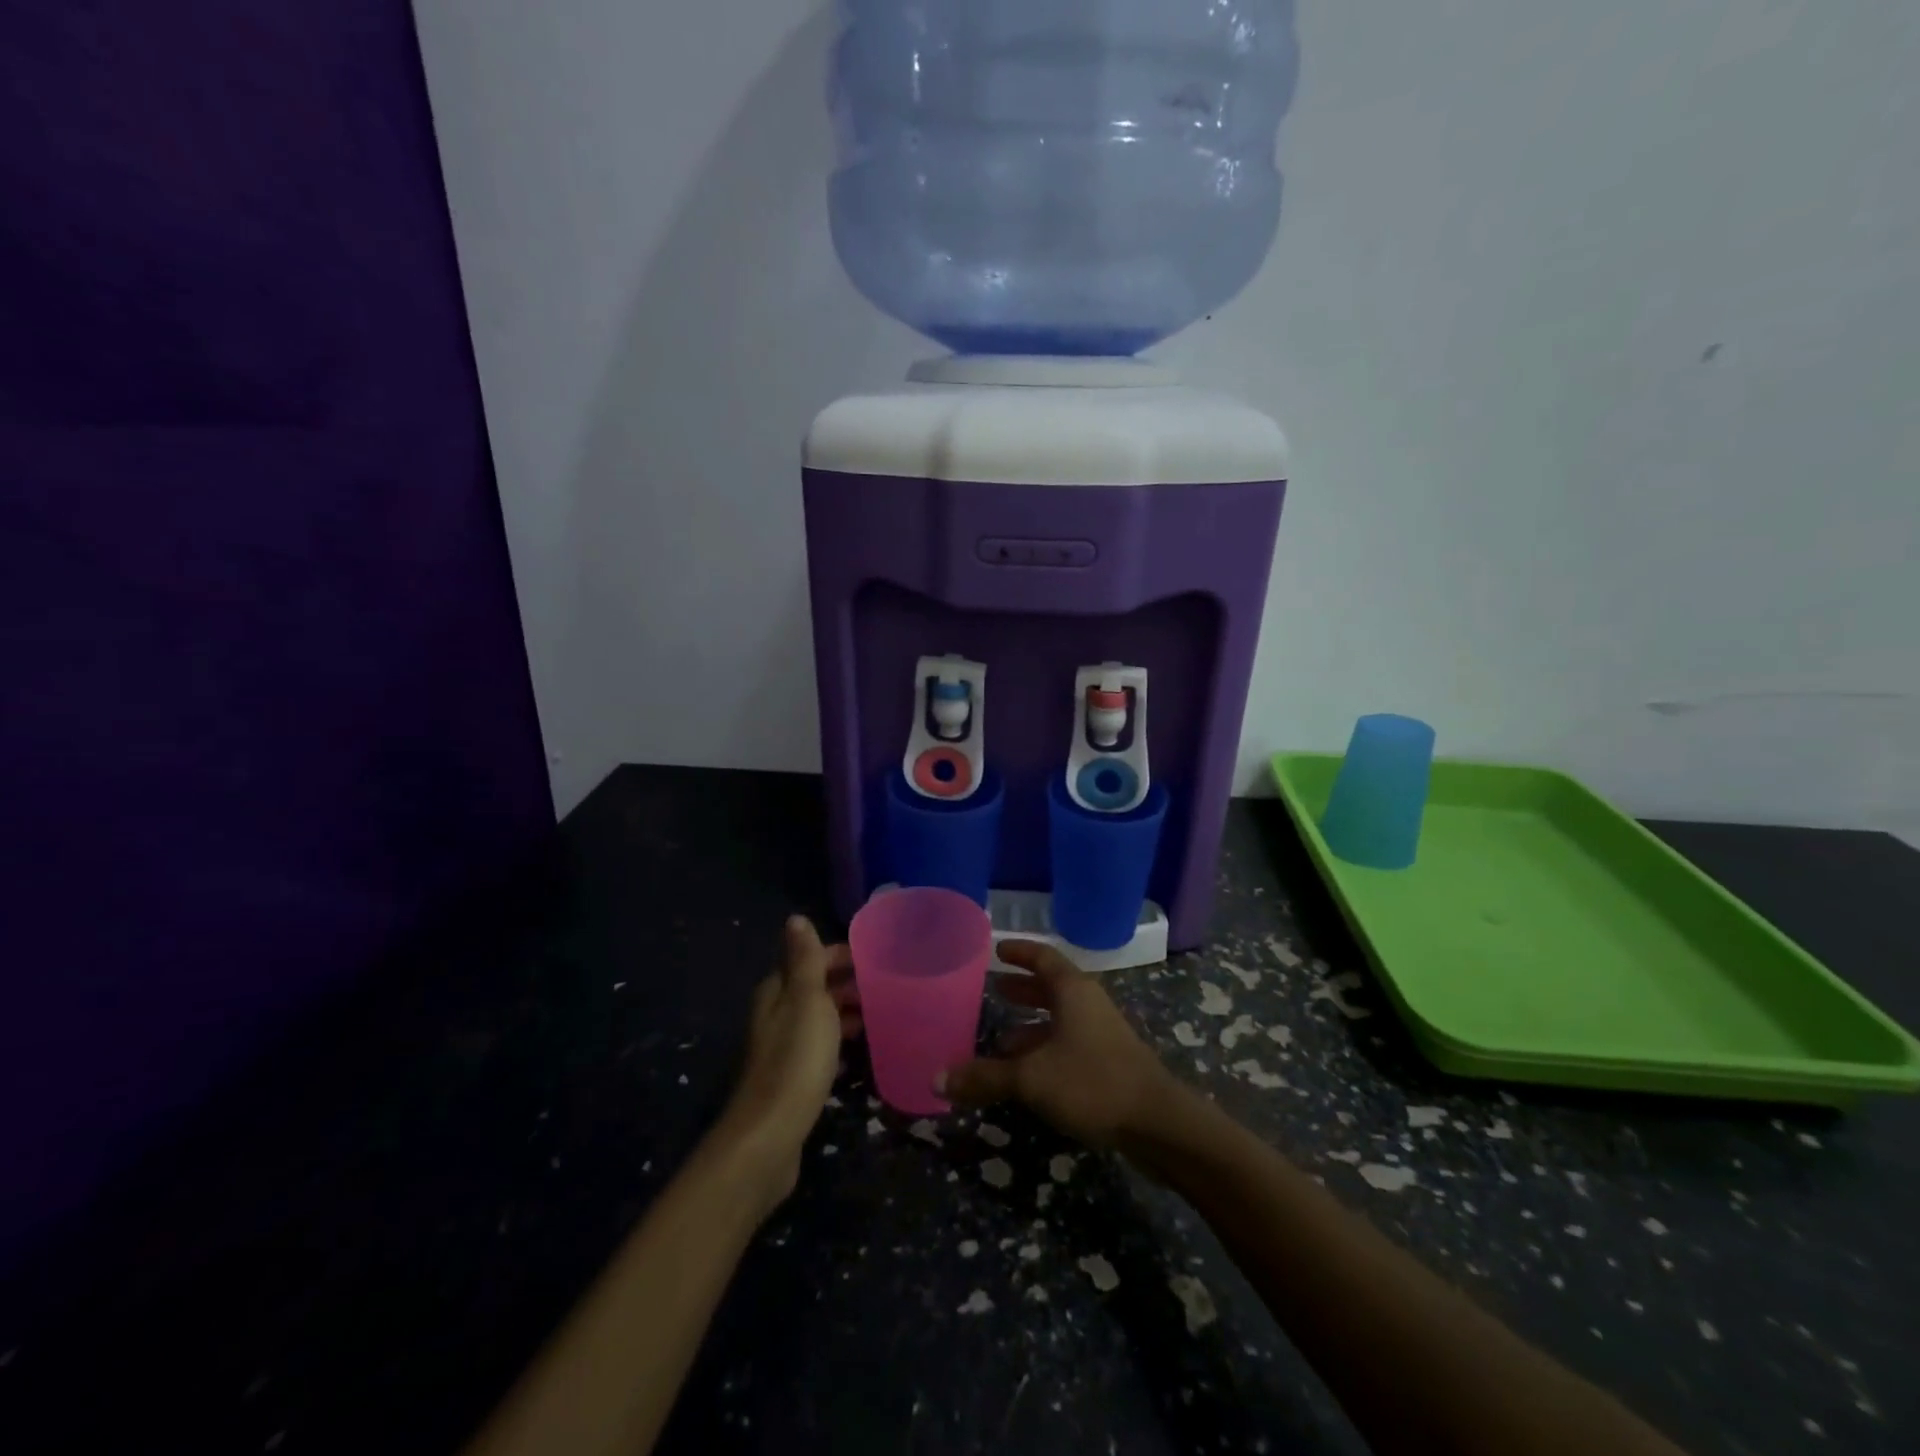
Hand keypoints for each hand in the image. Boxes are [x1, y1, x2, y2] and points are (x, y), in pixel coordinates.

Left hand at [718, 916, 860, 1207]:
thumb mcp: (807, 1000)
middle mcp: (775, 1014)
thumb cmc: (796, 1059)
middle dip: (847, 981)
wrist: (772, 1134)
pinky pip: (820, 1044)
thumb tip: (795, 917)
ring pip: (818, 1015)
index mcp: (777, 991)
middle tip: (888, 984)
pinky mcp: (793, 1075)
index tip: (880, 957)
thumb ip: (805, 960)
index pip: (812, 959)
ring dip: (845, 1009)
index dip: (843, 955)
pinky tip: (861, 1045)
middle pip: (815, 986)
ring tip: (882, 1010)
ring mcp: (783, 1046)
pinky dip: (840, 1037)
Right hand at [938, 940, 1175, 1147]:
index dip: (1020, 952)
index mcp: (1073, 991)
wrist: (1158, 1124)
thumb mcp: (1031, 1078)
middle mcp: (1087, 1004)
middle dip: (1021, 988)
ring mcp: (1101, 1033)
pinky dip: (1044, 1049)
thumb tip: (936, 1078)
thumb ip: (985, 1077)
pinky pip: (1067, 1043)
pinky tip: (1025, 1072)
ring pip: (1059, 1019)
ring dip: (1030, 1025)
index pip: (1043, 957)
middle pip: (1051, 986)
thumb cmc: (1092, 1082)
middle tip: (992, 988)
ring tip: (998, 1038)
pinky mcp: (1108, 1062)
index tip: (997, 949)